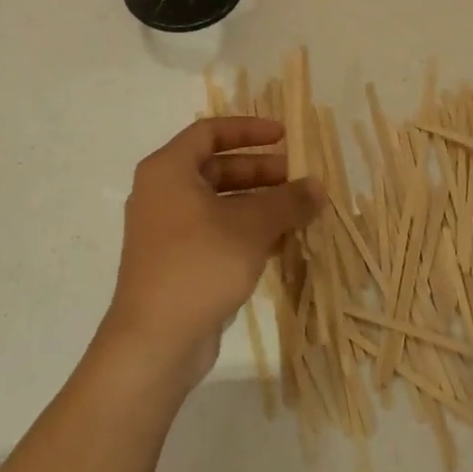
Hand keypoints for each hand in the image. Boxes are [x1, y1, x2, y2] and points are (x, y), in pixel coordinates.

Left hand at [100, 116, 322, 388]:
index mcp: (169, 171)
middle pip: (217, 168)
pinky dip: (246, 231)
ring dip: (258, 204)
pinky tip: (281, 243)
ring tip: (298, 212)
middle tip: (298, 179)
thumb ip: (288, 201)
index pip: (209, 132)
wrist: (155, 341)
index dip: (248, 130)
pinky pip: (215, 232)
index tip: (284, 136)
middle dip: (260, 171)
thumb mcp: (252, 227)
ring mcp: (167, 231)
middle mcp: (162, 194)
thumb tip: (317, 187)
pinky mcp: (176, 263)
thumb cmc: (200, 265)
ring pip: (219, 203)